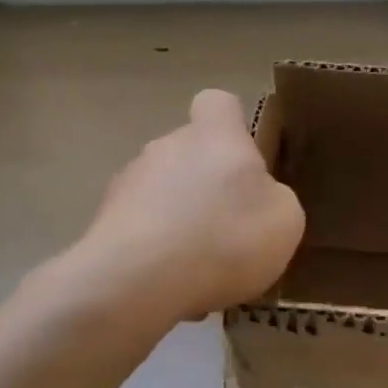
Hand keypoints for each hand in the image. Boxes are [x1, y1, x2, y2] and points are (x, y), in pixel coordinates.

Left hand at [79, 89, 304, 320]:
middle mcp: (167, 146)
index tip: (244, 160)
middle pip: (189, 152)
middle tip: (229, 228)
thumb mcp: (284, 221)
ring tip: (198, 265)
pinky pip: (140, 228)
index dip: (232, 126)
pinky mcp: (104, 221)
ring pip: (162, 192)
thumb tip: (260, 197)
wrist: (137, 281)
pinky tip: (170, 283)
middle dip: (207, 184)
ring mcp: (128, 182)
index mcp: (215, 136)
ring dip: (179, 218)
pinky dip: (155, 249)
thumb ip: (275, 198)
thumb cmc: (225, 239)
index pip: (218, 104)